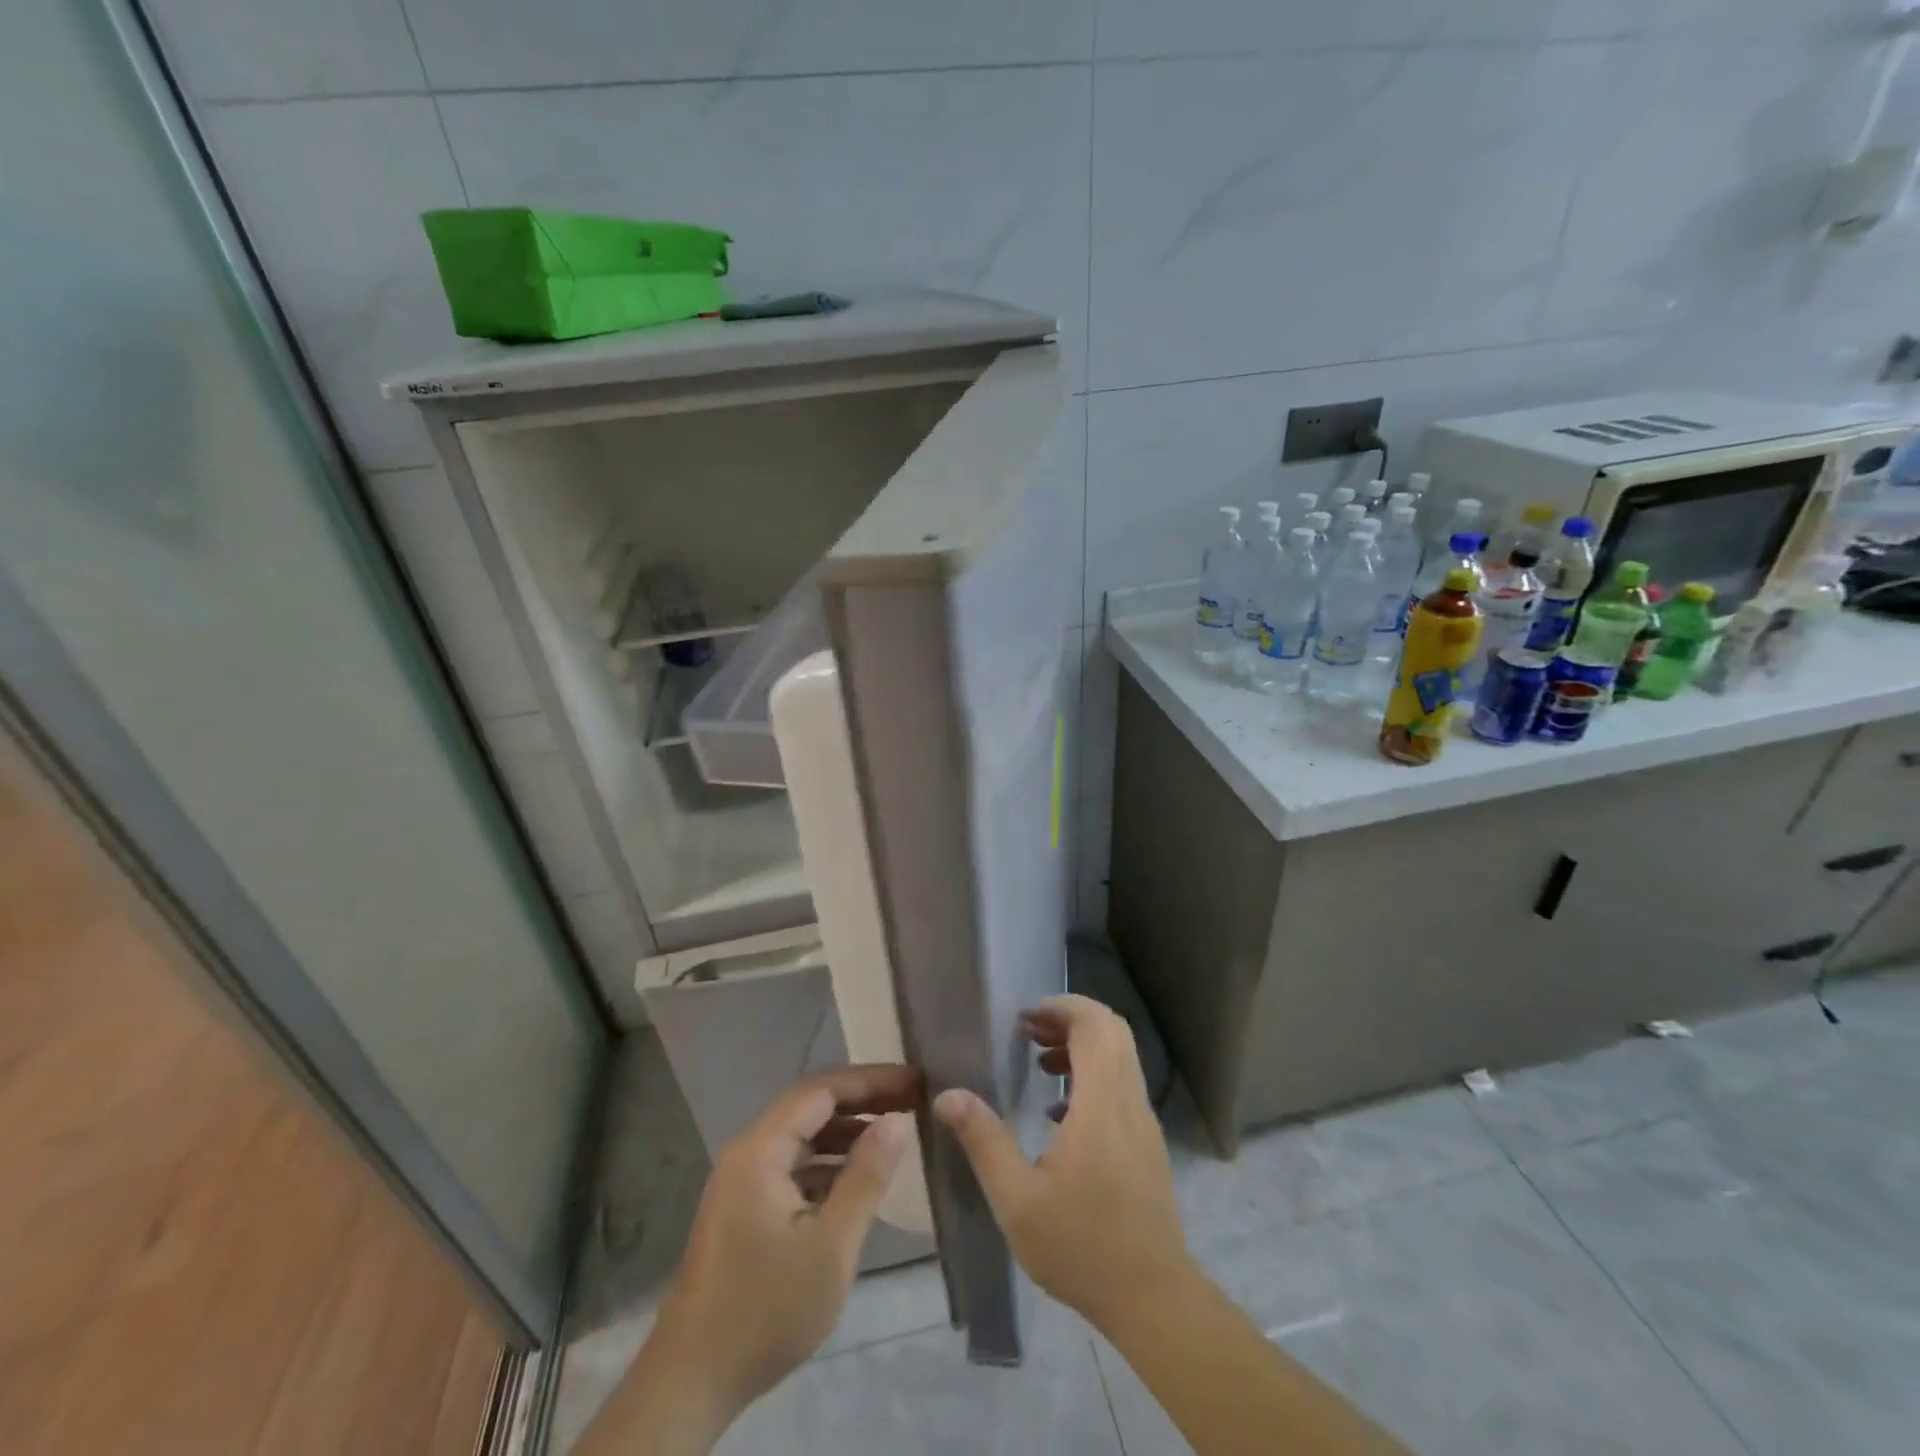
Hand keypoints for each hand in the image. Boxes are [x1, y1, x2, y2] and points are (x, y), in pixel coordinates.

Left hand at [633, 1066, 919, 1437]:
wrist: (692, 1381)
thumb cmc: (766, 1309)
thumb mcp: (831, 1246)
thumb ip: (866, 1177)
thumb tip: (898, 1120)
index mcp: (761, 1149)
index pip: (822, 1090)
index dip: (871, 1080)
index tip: (915, 1081)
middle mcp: (748, 1152)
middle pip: (811, 1107)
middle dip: (863, 1100)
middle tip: (913, 1100)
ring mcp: (743, 1180)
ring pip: (803, 1136)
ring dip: (847, 1131)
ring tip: (895, 1133)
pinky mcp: (745, 1207)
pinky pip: (794, 1165)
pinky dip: (829, 1162)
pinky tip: (858, 1177)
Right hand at [933, 995, 1191, 1331]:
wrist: (1154, 1300)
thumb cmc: (1082, 1247)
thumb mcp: (1018, 1200)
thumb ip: (984, 1140)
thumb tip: (947, 1094)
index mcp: (1102, 1105)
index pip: (1095, 1026)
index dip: (1061, 1007)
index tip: (1024, 1018)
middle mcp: (1130, 1102)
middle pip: (1112, 1031)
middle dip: (1070, 1019)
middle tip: (1028, 1032)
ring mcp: (1144, 1122)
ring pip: (1120, 1056)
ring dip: (1082, 1045)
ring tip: (1038, 1064)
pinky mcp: (1148, 1143)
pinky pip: (1123, 1084)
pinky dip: (1093, 1075)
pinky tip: (1059, 1112)